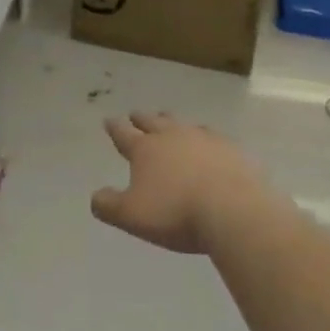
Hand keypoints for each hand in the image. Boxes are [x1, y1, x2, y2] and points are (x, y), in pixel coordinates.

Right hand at [91, 112, 265, 254]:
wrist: (233, 212)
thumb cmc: (176, 213)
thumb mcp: (131, 216)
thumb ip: (108, 205)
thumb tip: (96, 196)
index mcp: (145, 149)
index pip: (124, 134)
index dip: (114, 127)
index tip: (109, 120)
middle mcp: (172, 137)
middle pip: (153, 122)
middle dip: (142, 119)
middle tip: (136, 114)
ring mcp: (204, 140)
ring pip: (183, 124)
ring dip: (172, 122)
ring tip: (170, 121)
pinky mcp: (231, 150)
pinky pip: (213, 137)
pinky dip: (205, 138)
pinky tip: (209, 143)